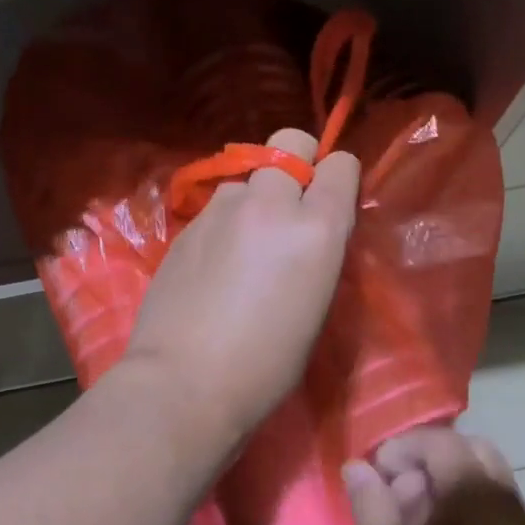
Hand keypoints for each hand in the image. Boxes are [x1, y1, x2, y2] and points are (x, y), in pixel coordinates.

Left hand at [119, 127, 358, 450]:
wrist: (184, 381)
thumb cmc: (266, 365)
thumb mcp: (316, 307)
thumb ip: (318, 252)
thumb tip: (310, 231)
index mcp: (316, 228)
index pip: (340, 165)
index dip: (338, 177)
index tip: (332, 199)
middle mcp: (269, 204)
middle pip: (288, 143)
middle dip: (296, 163)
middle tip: (290, 204)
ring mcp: (221, 211)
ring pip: (245, 178)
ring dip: (253, 198)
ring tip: (243, 244)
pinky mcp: (185, 227)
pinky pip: (215, 208)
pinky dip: (223, 223)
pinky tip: (213, 264)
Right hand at [344, 428, 524, 524]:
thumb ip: (372, 509)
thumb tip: (357, 466)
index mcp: (474, 498)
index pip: (439, 441)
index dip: (400, 449)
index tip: (372, 479)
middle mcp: (510, 504)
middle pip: (470, 451)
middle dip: (428, 461)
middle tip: (394, 498)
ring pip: (489, 480)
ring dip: (449, 486)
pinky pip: (501, 512)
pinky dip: (470, 511)